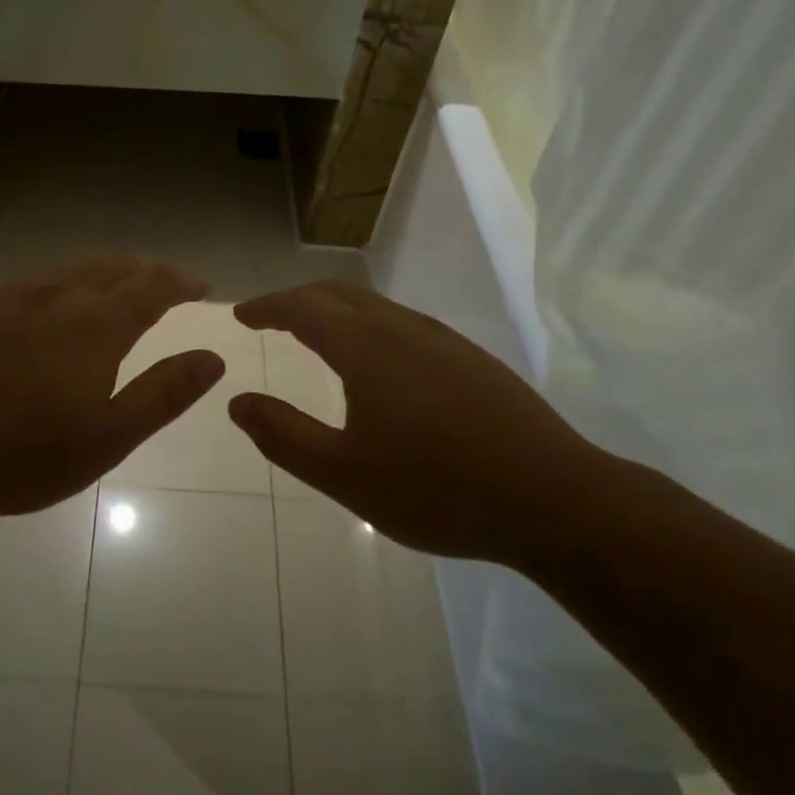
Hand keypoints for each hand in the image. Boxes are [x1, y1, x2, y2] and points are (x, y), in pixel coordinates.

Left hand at [0, 257, 225, 524]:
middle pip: (115, 266)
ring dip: (108, 272)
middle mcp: (59, 295)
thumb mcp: (108, 438)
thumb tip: (212, 357)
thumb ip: (164, 393)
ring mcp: (16, 296)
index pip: (151, 284)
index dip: (181, 281)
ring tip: (119, 289)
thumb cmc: (24, 456)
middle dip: (147, 273)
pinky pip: (41, 277)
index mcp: (95, 325)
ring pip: (75, 267)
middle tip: (165, 289)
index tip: (200, 286)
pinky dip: (69, 279)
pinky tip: (60, 301)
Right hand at [229, 282, 606, 563]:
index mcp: (367, 348)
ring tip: (314, 334)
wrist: (557, 501)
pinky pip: (402, 321)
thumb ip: (284, 436)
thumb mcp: (346, 475)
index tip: (241, 315)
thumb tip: (237, 401)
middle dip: (297, 299)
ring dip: (334, 309)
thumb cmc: (439, 490)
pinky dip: (367, 323)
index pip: (303, 307)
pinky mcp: (470, 357)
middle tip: (270, 318)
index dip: (267, 306)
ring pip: (373, 304)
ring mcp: (442, 339)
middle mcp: (402, 328)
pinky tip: (376, 360)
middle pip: (337, 293)